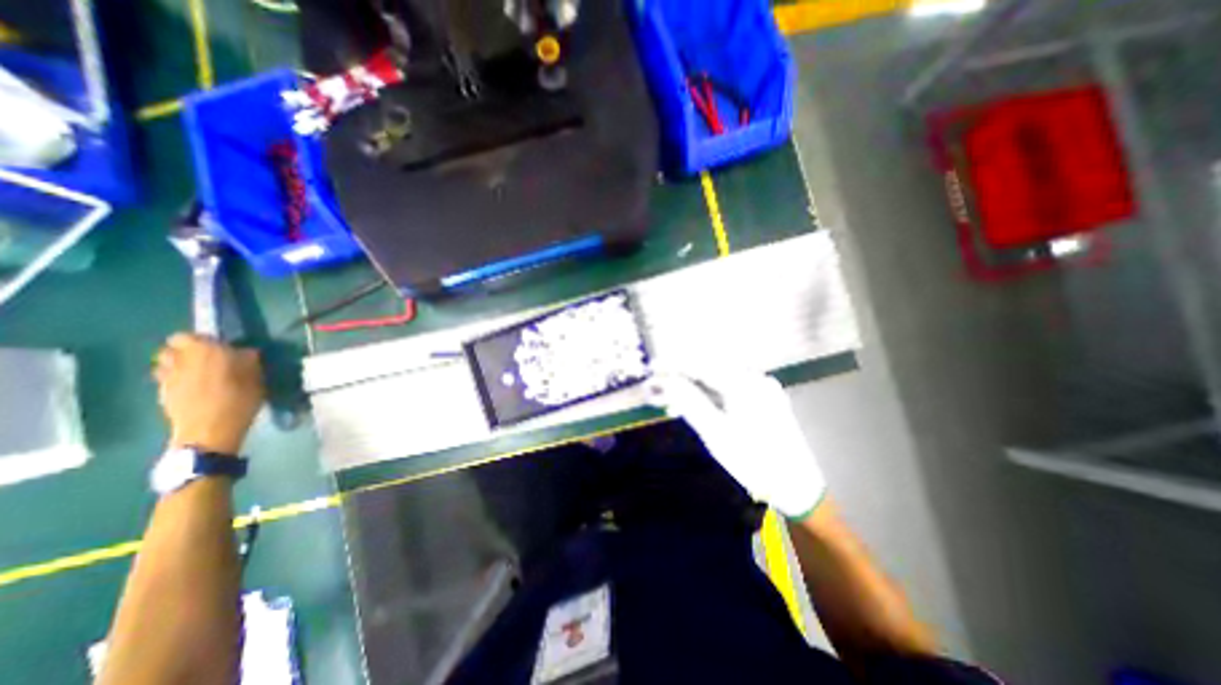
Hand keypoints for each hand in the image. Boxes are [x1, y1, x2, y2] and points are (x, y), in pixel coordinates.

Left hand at [154, 332, 264, 454]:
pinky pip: (167, 379)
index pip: (188, 336)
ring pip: (165, 364)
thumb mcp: (256, 376)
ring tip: (199, 374)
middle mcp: (178, 360)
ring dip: (179, 365)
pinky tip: (195, 389)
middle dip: (185, 352)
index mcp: (203, 350)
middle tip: (208, 360)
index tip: (221, 348)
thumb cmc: (239, 397)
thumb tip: (245, 352)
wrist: (211, 429)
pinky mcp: (161, 394)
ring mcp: (166, 378)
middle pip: (171, 349)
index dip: (203, 340)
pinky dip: (178, 380)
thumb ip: (247, 360)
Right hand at [649, 364, 829, 517]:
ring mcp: (763, 386)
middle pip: (710, 365)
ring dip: (695, 381)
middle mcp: (755, 377)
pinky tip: (698, 400)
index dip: (674, 364)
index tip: (653, 367)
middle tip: (660, 383)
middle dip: (682, 372)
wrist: (796, 486)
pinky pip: (732, 384)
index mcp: (744, 384)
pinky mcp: (765, 396)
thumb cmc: (754, 461)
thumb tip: (664, 381)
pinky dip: (711, 389)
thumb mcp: (716, 434)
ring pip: (720, 374)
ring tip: (674, 396)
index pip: (701, 364)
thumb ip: (689, 402)